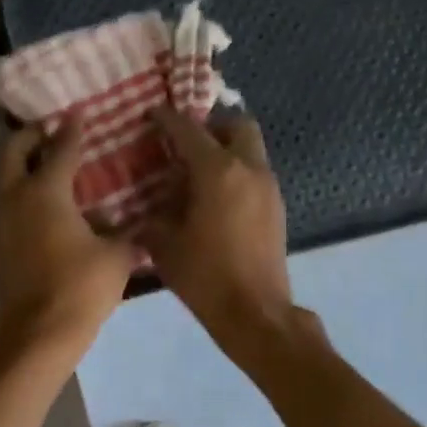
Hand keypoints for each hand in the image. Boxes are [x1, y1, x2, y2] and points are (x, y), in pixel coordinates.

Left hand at [0, 119, 137, 363]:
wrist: (39, 333)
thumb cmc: (81, 288)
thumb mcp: (116, 255)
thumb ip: (126, 232)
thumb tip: (135, 223)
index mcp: (44, 192)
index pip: (59, 149)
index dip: (71, 129)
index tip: (78, 113)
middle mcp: (15, 198)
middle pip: (12, 153)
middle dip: (29, 137)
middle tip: (50, 132)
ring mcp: (0, 221)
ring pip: (3, 179)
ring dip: (20, 165)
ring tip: (48, 165)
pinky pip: (5, 203)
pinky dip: (19, 192)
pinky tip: (45, 205)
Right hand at [141, 106, 300, 357]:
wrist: (255, 313)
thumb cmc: (204, 276)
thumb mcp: (163, 244)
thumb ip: (154, 214)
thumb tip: (149, 203)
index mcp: (217, 172)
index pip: (189, 130)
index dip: (166, 118)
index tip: (150, 114)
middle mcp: (248, 169)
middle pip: (236, 124)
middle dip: (210, 125)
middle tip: (184, 142)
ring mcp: (268, 188)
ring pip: (250, 149)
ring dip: (225, 150)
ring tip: (195, 172)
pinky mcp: (276, 208)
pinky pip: (254, 173)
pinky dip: (235, 173)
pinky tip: (213, 199)